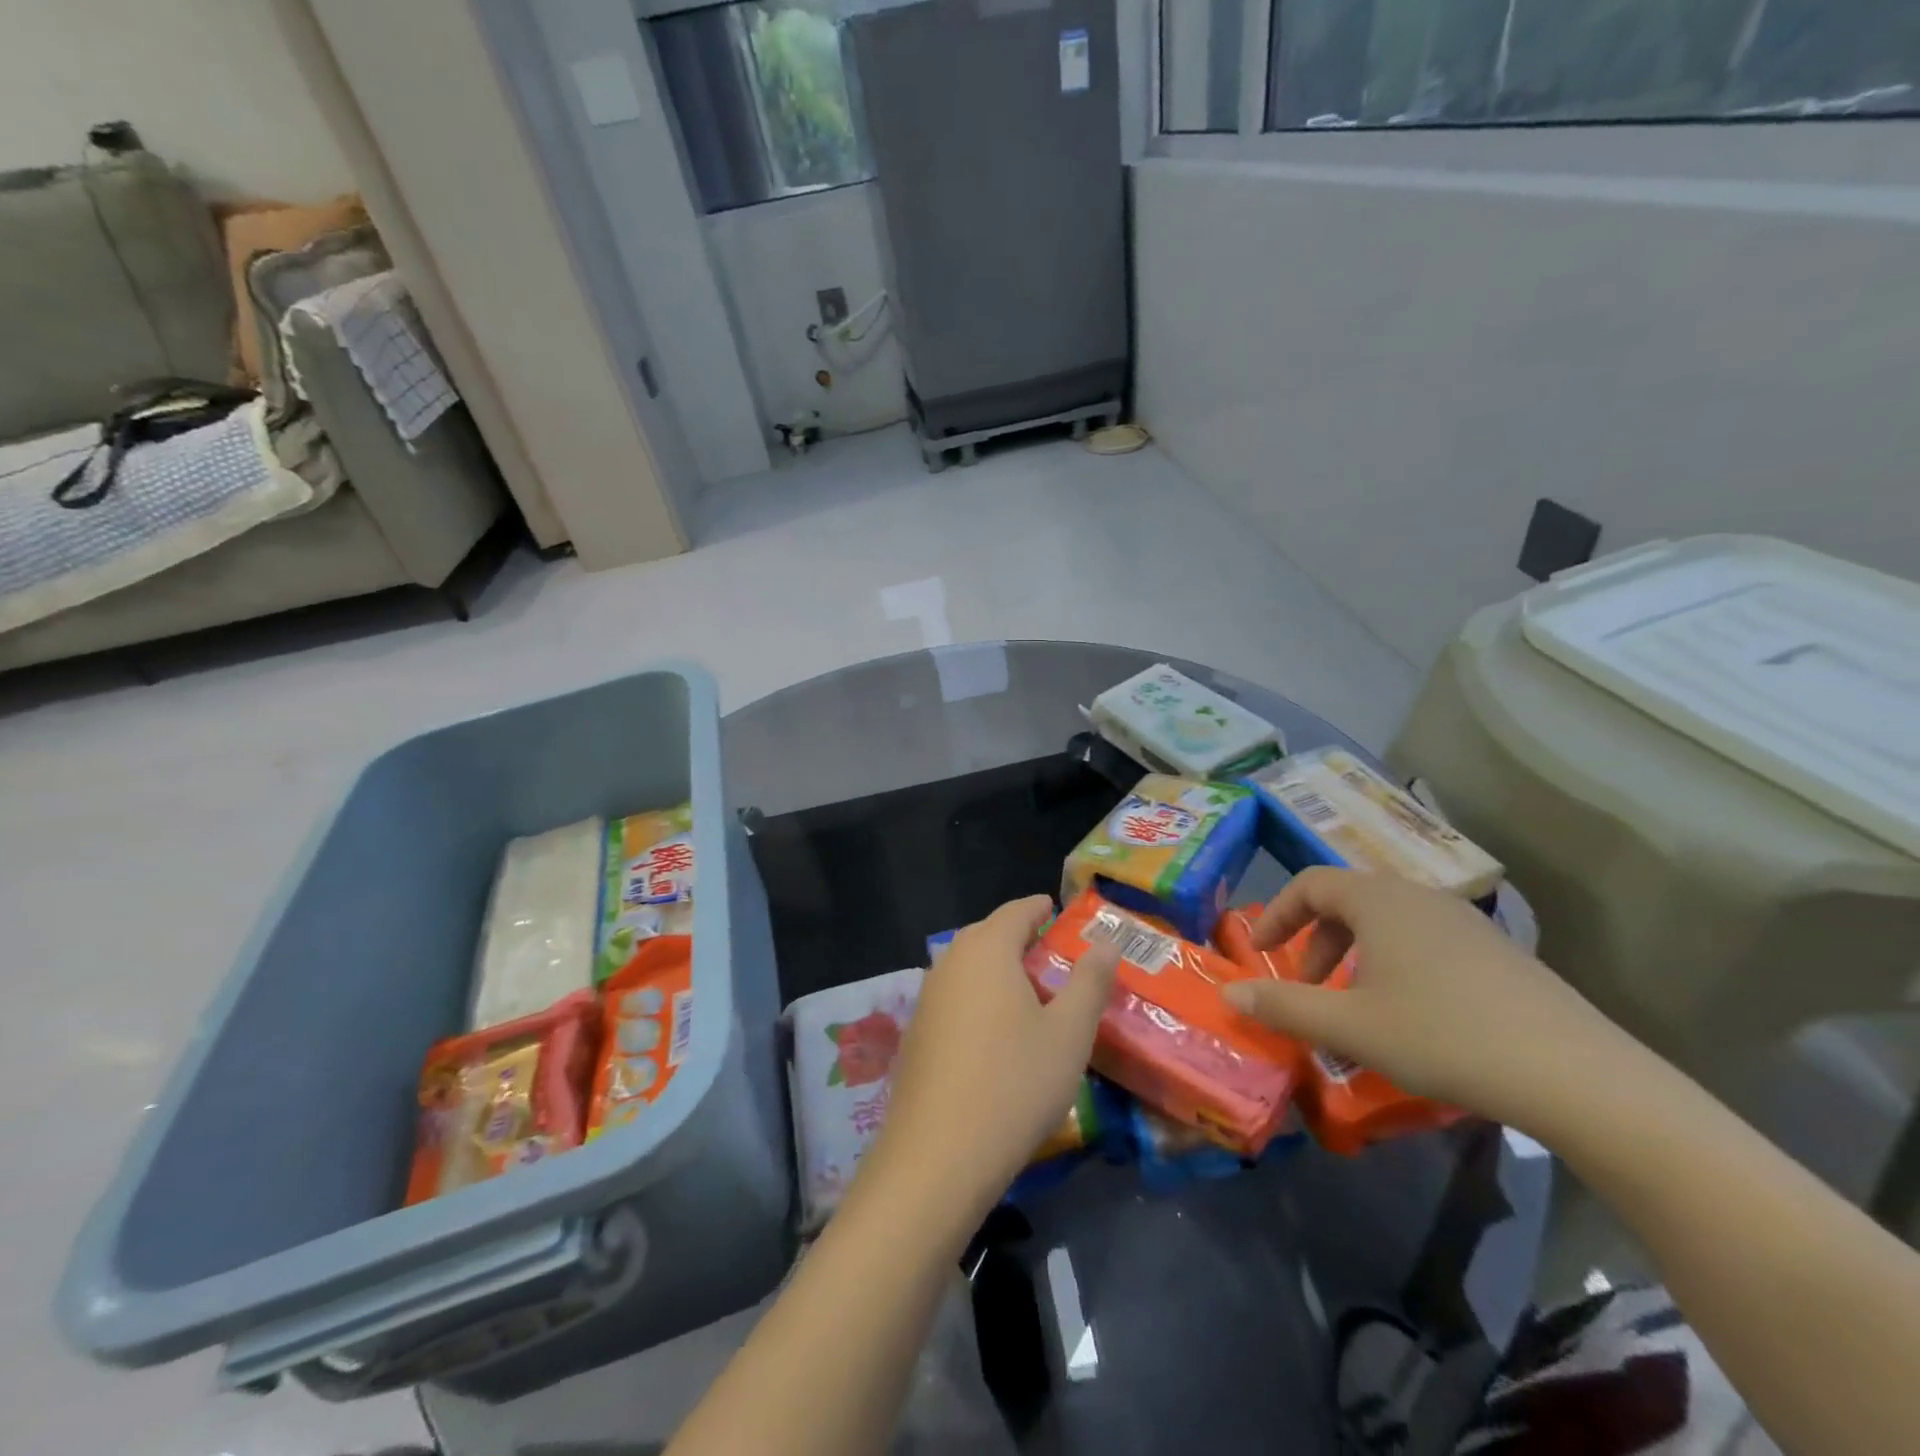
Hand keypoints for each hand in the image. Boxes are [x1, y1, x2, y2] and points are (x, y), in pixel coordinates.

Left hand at [856, 896, 1118, 1231]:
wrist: (937, 1156)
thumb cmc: (1015, 1082)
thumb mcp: (1069, 1033)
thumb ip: (1090, 982)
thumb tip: (1106, 942)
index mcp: (986, 949)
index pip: (1016, 912)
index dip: (1039, 908)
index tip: (1057, 909)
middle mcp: (949, 963)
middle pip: (987, 935)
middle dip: (1019, 938)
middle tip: (1052, 954)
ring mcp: (926, 999)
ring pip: (967, 968)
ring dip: (997, 970)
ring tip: (1029, 993)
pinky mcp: (915, 1034)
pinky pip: (954, 998)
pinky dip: (978, 999)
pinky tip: (995, 1034)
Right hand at [1220, 868, 1628, 1133]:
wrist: (1577, 1077)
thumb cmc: (1443, 1037)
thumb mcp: (1349, 1026)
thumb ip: (1283, 1005)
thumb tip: (1230, 992)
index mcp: (1379, 900)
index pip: (1310, 884)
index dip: (1276, 913)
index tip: (1258, 950)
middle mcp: (1420, 896)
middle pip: (1348, 900)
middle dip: (1316, 940)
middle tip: (1307, 986)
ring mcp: (1465, 921)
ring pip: (1388, 922)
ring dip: (1355, 954)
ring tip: (1355, 1005)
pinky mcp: (1498, 952)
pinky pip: (1426, 940)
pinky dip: (1396, 964)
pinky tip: (1413, 1015)